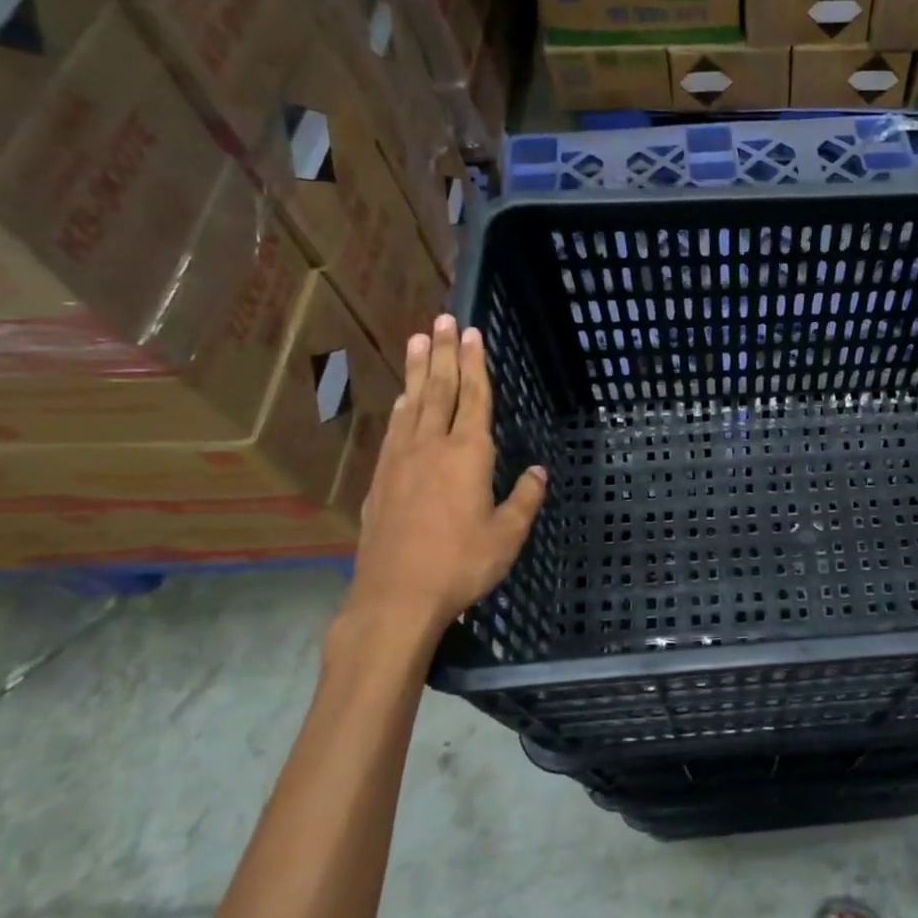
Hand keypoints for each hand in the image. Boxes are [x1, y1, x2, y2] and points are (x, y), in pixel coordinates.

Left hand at [339, 315, 546, 661]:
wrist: (395, 597)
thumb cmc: (460, 565)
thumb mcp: (507, 535)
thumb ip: (524, 498)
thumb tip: (538, 471)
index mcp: (467, 455)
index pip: (473, 398)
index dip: (474, 364)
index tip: (471, 333)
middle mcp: (431, 447)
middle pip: (439, 390)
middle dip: (443, 353)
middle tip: (441, 320)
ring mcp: (400, 461)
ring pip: (411, 404)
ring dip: (418, 371)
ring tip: (417, 341)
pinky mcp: (379, 480)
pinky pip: (393, 430)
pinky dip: (400, 408)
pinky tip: (401, 400)